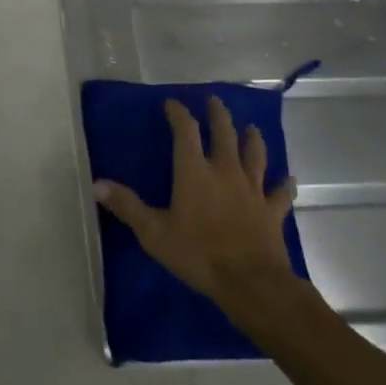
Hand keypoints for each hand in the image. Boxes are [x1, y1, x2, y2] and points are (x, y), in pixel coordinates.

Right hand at [94, 96, 302, 320]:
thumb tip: (96, 184)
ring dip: (252, 139)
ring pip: (254, 155)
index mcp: (194, 172)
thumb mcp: (154, 232)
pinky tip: (289, 179)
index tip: (171, 103)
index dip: (178, 113)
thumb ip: (127, 206)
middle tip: (214, 101)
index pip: (185, 131)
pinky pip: (280, 194)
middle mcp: (224, 171)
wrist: (252, 283)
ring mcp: (252, 190)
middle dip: (218, 115)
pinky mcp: (272, 212)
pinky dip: (284, 184)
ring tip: (251, 128)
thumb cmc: (199, 254)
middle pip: (224, 134)